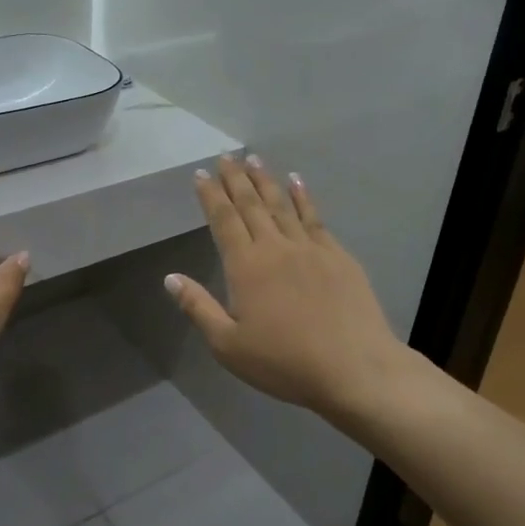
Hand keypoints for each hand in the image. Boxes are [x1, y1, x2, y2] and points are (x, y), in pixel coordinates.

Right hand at [166, 155, 410, 420]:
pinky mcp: (337, 255)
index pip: (223, 221)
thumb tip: (170, 278)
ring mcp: (310, 248)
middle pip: (251, 205)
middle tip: (226, 156)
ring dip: (266, 180)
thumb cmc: (284, 362)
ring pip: (282, 205)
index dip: (210, 196)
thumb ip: (199, 308)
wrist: (354, 368)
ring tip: (254, 159)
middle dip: (235, 179)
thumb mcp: (228, 345)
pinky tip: (297, 182)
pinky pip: (314, 217)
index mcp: (246, 267)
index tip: (201, 174)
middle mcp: (275, 247)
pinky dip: (303, 197)